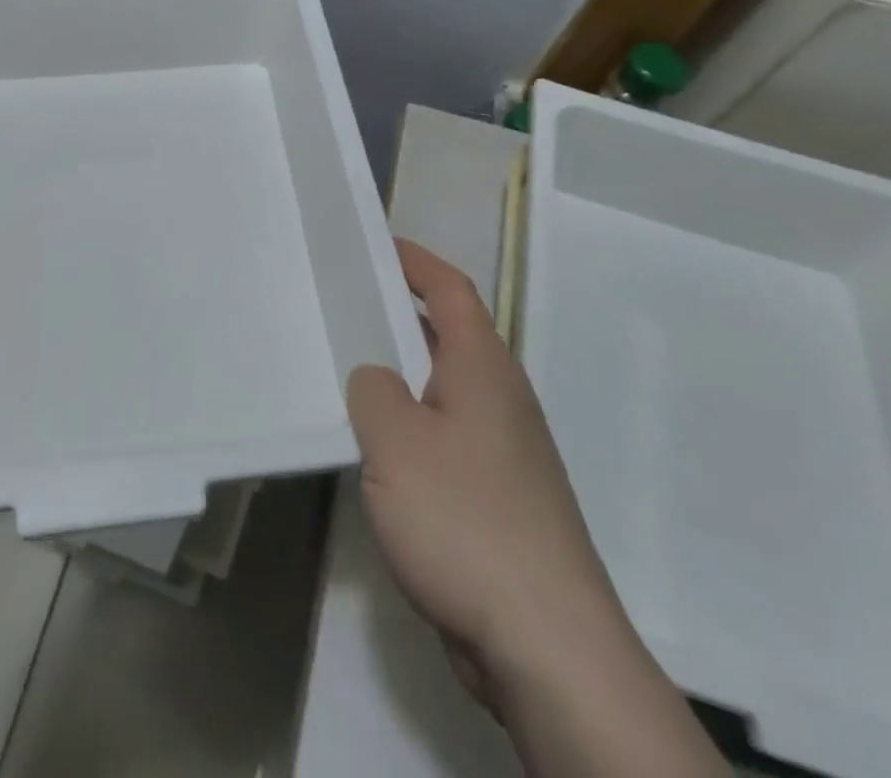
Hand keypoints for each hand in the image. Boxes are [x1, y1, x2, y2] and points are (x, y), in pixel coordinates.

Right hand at [348, 243, 726, 777]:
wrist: (546, 644)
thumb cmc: (466, 519)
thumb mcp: (395, 441)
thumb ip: (373, 391)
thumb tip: (376, 380)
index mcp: (483, 367)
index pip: (450, 291)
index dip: (415, 262)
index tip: (376, 246)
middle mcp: (500, 399)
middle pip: (446, 337)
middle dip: (397, 318)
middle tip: (343, 308)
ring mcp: (503, 451)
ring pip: (442, 392)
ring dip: (400, 379)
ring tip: (346, 375)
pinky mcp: (498, 499)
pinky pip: (444, 441)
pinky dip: (410, 431)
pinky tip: (376, 455)